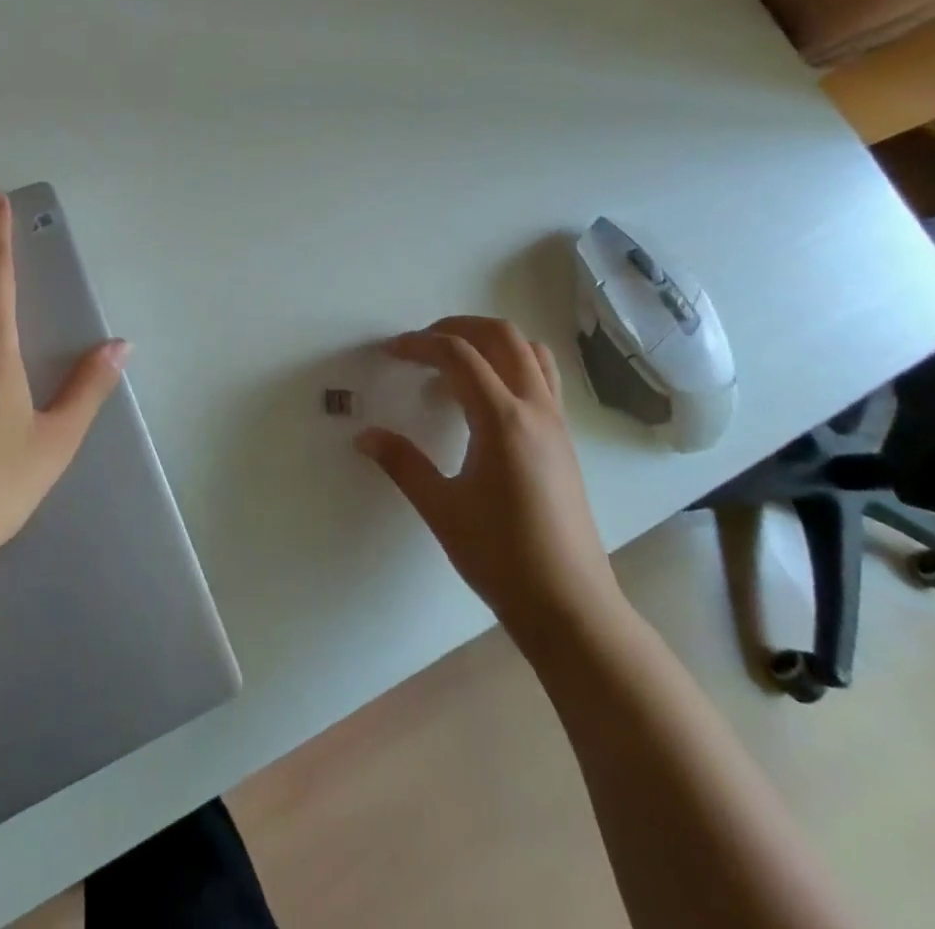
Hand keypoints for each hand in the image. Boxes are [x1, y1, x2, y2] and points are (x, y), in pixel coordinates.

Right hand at [355, 317, 626, 656]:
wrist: (570, 606)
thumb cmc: (501, 556)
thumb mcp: (441, 508)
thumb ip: (401, 463)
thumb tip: (364, 436)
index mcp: (503, 420)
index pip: (459, 355)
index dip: (420, 344)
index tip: (391, 352)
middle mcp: (535, 409)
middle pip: (501, 336)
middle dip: (457, 327)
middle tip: (422, 345)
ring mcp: (556, 423)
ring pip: (530, 351)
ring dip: (490, 341)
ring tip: (454, 363)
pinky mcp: (564, 440)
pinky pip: (542, 377)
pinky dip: (510, 365)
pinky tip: (484, 400)